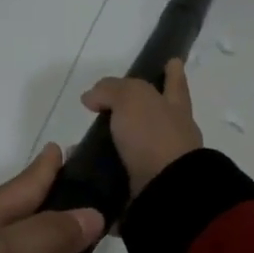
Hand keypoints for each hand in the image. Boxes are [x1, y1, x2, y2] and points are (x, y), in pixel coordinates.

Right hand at [80, 58, 203, 197]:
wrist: (166, 191)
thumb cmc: (154, 136)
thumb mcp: (132, 98)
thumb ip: (111, 90)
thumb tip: (92, 97)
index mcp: (175, 108)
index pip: (174, 83)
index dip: (173, 73)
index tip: (173, 61)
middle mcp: (173, 135)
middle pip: (154, 117)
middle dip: (134, 113)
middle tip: (104, 110)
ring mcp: (161, 164)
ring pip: (134, 149)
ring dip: (110, 147)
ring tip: (78, 147)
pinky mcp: (146, 189)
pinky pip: (120, 177)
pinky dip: (102, 174)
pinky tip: (82, 173)